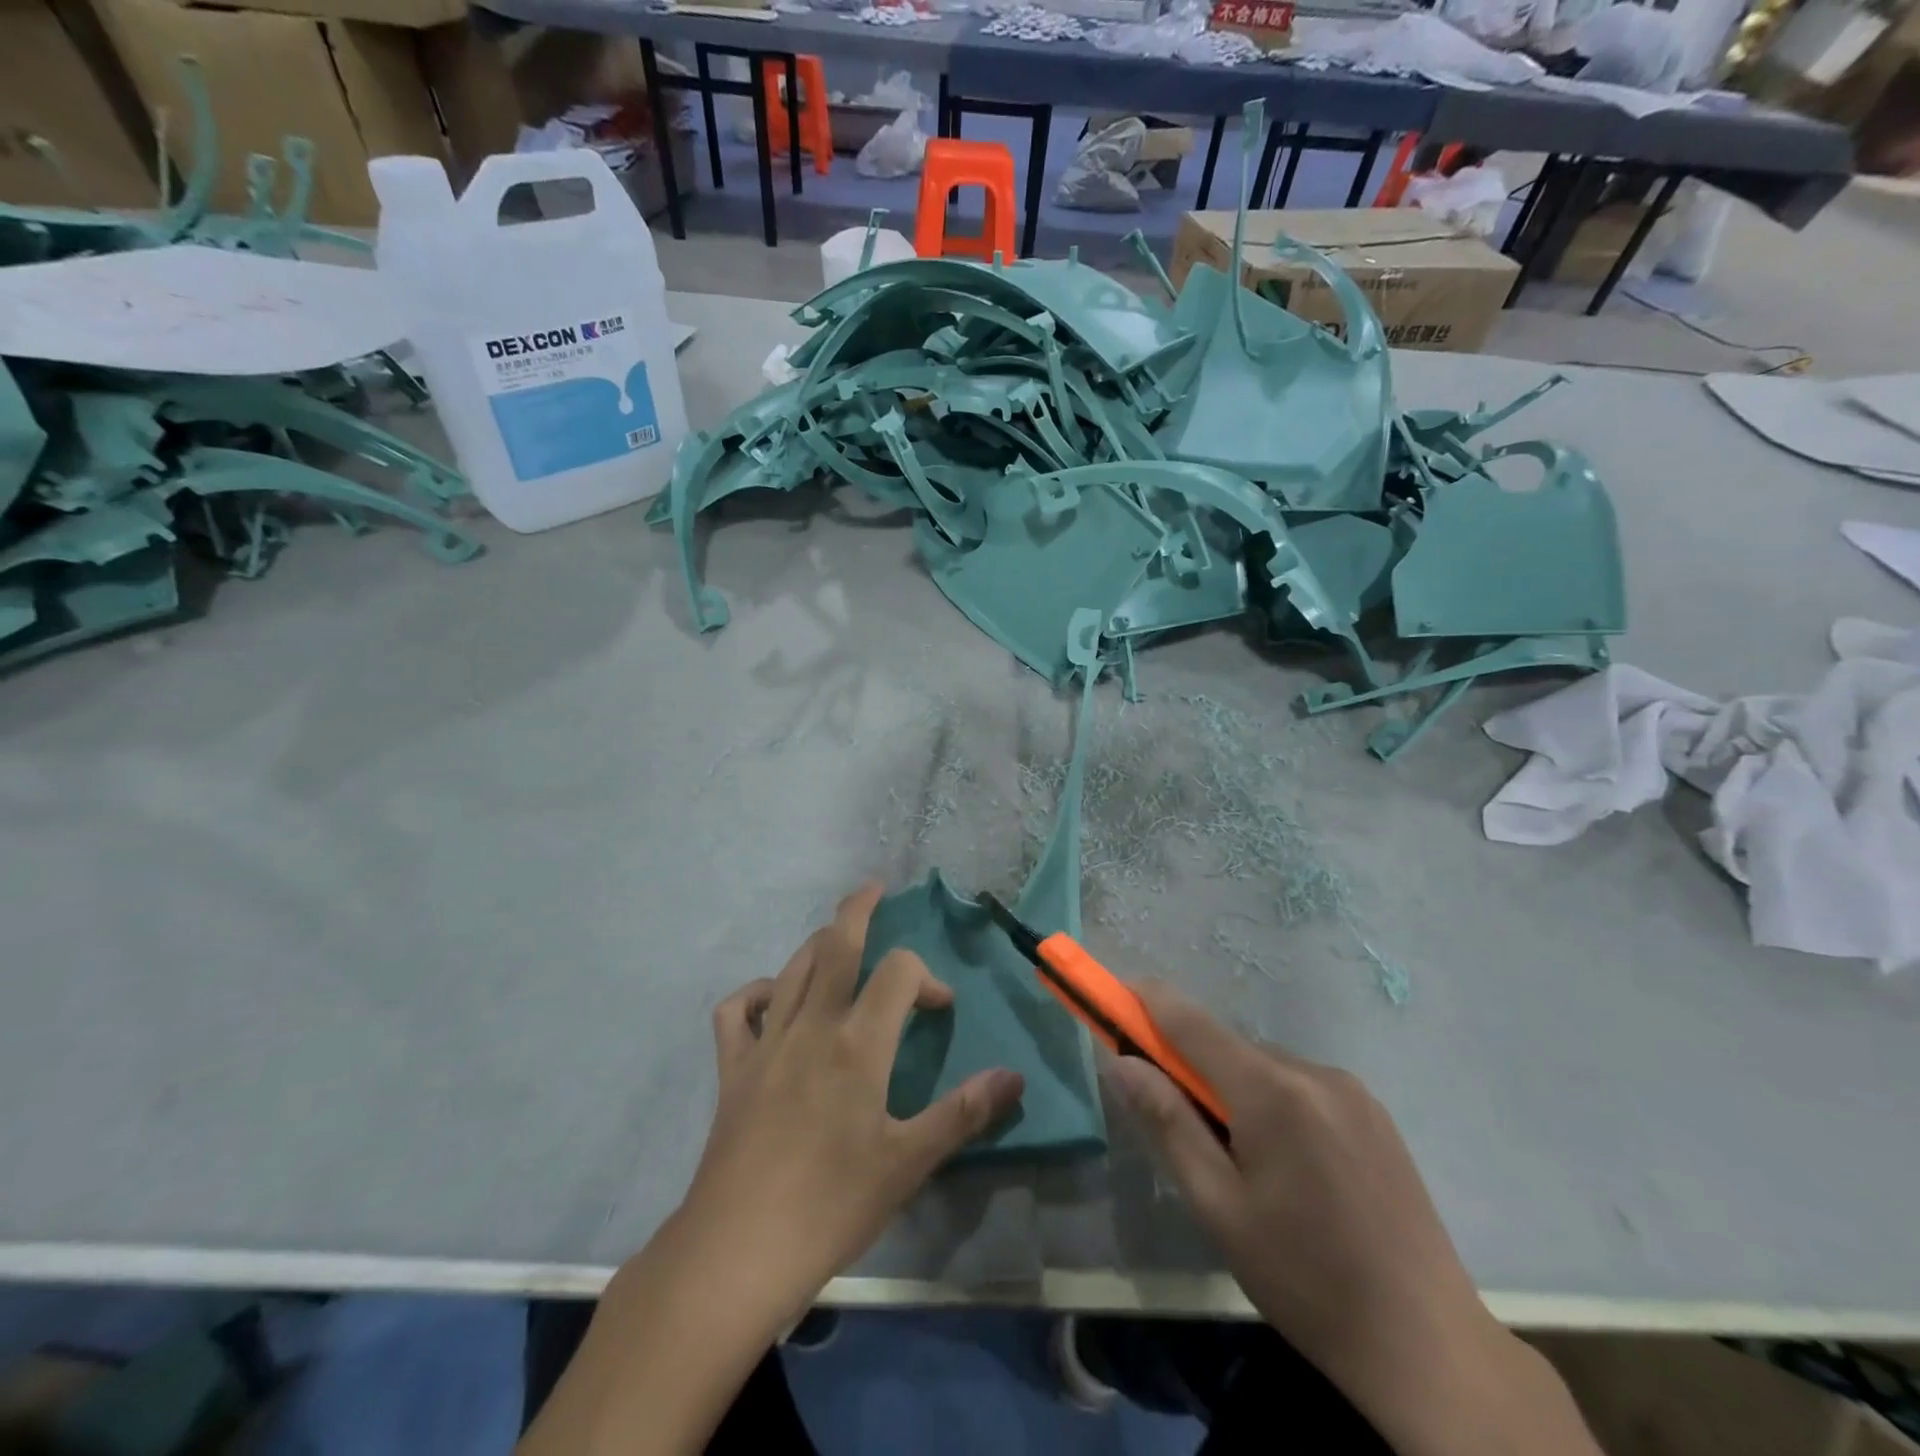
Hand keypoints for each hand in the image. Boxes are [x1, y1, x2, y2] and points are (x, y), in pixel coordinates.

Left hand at [519, 883, 1024, 1455]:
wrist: (737, 1250)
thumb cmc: (831, 1206)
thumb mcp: (909, 1163)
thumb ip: (964, 1112)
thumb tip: (1014, 1076)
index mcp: (858, 1044)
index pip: (899, 973)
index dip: (927, 977)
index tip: (941, 1009)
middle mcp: (812, 1027)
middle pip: (835, 946)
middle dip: (857, 910)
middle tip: (874, 889)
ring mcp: (766, 1044)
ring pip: (793, 969)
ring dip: (818, 943)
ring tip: (838, 936)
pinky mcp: (732, 1069)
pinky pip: (737, 1011)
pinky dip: (756, 992)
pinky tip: (773, 999)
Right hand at [1109, 982, 1598, 1455]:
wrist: (1428, 1345)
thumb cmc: (1305, 1280)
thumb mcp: (1218, 1207)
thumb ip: (1167, 1123)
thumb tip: (1120, 1062)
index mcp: (1271, 1092)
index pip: (1191, 1022)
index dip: (1146, 1001)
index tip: (1114, 992)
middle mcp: (1312, 1071)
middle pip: (1227, 1047)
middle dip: (1191, 1067)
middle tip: (1177, 1120)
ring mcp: (1350, 1089)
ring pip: (1264, 1067)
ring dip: (1235, 1090)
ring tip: (1243, 1164)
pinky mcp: (1373, 1111)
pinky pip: (1301, 1086)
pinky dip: (1274, 1102)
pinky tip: (1289, 1167)